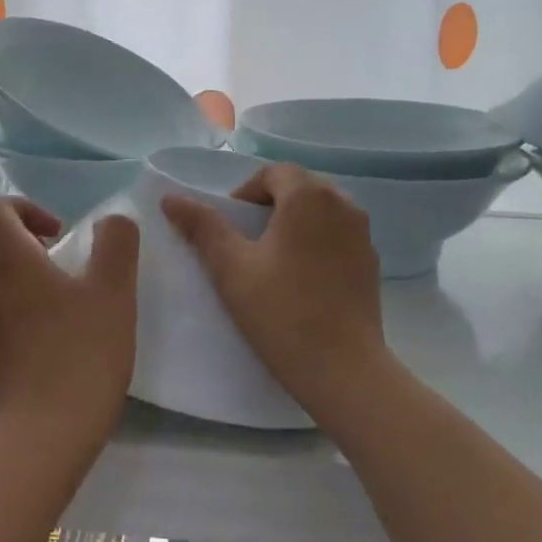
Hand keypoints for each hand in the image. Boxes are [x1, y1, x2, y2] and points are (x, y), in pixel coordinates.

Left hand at [0, 197, 139, 449]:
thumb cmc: (82, 354)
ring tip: (29, 285)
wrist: (43, 432)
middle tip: (43, 254)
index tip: (56, 234)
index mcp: (5, 256)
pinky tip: (22, 322)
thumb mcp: (115, 291)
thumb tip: (111, 220)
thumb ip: (116, 243)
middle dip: (3, 231)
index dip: (22, 207)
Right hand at [162, 164, 385, 417]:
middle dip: (268, 206)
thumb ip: (202, 227)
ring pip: (320, 212)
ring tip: (271, 260)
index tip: (229, 227)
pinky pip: (337, 236)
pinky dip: (315, 243)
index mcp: (309, 196)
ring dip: (293, 223)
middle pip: (298, 188)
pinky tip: (301, 280)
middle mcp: (343, 203)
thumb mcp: (231, 268)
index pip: (272, 173)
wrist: (343, 369)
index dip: (245, 193)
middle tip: (244, 243)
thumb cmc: (281, 312)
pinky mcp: (371, 262)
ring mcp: (363, 234)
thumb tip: (171, 198)